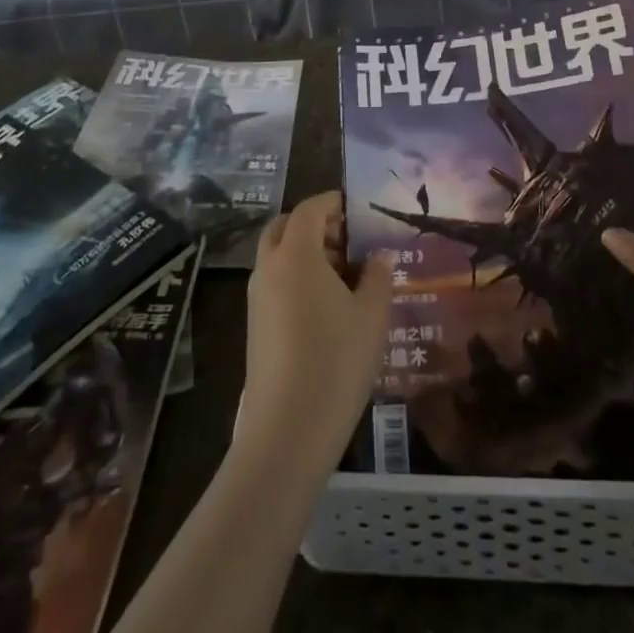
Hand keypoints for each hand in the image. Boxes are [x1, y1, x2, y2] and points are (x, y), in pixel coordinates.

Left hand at [236, 192, 394, 468]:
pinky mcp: (254, 324)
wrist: (288, 429)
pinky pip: (274, 282)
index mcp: (296, 254)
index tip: (356, 208)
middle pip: (284, 227)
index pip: (309, 209)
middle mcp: (269, 267)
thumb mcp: (371, 316)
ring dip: (304, 252)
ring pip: (277, 255)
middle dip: (313, 225)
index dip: (332, 202)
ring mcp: (256, 297)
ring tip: (344, 275)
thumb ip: (377, 276)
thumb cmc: (336, 361)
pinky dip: (295, 276)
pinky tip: (326, 306)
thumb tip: (379, 255)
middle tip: (347, 240)